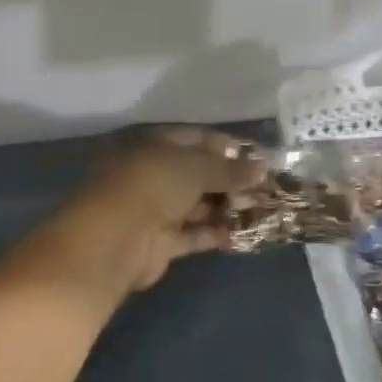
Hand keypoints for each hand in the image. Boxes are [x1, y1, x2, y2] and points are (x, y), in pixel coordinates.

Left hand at [21, 128, 269, 303]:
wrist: (114, 239)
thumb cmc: (154, 185)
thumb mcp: (198, 168)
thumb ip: (232, 169)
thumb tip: (264, 166)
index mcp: (156, 145)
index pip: (198, 139)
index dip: (230, 146)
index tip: (260, 157)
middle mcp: (155, 174)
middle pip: (200, 173)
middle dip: (233, 180)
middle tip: (267, 187)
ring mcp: (156, 209)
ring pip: (199, 204)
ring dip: (228, 207)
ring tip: (263, 209)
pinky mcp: (161, 242)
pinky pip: (195, 233)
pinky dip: (217, 232)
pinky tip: (244, 232)